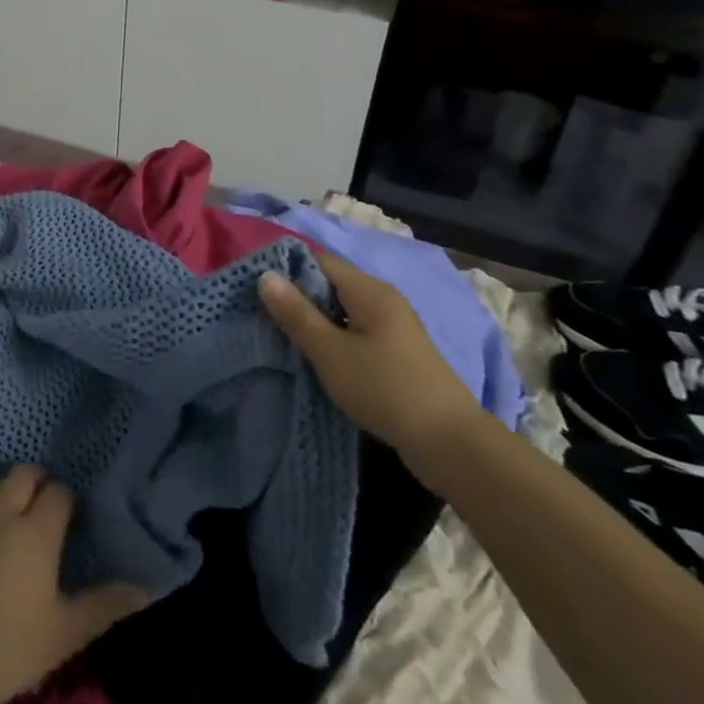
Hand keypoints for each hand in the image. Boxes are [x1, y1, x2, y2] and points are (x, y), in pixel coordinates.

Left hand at [0, 465, 146, 703]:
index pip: (58, 493)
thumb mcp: (68, 632)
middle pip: (22, 474)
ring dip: (3, 491)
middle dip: (36, 481)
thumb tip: (145, 590)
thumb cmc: (15, 648)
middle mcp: (2, 515)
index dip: (66, 499)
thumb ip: (107, 605)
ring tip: (9, 515)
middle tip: (41, 504)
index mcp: (37, 533)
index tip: (69, 516)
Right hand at [260, 251, 486, 467]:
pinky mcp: (396, 352)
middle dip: (296, 294)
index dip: (285, 267)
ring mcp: (393, 327)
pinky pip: (354, 330)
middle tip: (261, 312)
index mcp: (369, 291)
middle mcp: (383, 300)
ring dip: (313, 318)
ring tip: (280, 333)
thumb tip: (265, 275)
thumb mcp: (330, 351)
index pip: (318, 260)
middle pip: (330, 283)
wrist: (450, 443)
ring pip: (341, 309)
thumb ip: (296, 313)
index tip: (253, 285)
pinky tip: (315, 354)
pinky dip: (332, 336)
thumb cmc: (384, 388)